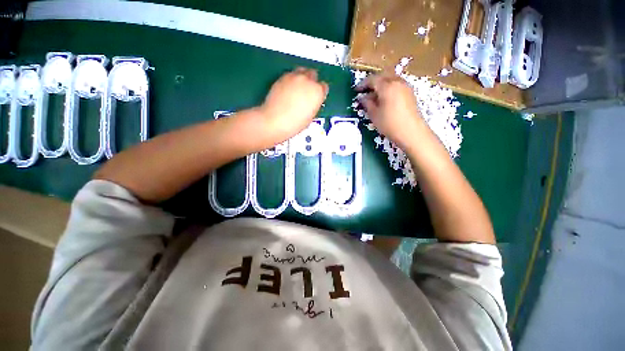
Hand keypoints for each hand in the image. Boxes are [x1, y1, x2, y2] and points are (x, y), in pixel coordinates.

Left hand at [259, 67, 328, 140]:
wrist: (276, 120)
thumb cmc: (296, 123)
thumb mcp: (311, 116)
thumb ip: (314, 104)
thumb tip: (313, 101)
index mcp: (317, 91)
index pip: (324, 87)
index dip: (320, 93)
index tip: (317, 97)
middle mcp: (307, 80)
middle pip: (313, 74)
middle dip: (312, 81)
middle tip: (307, 91)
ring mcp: (294, 76)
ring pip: (301, 71)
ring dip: (302, 77)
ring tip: (298, 88)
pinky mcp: (282, 77)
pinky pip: (290, 74)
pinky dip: (292, 80)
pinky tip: (288, 89)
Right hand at [356, 73, 423, 148]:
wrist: (411, 132)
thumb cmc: (389, 124)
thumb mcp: (374, 115)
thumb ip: (367, 103)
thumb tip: (363, 98)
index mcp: (387, 86)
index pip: (372, 79)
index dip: (363, 84)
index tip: (356, 90)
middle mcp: (397, 82)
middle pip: (383, 75)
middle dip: (373, 81)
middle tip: (365, 90)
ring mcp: (405, 86)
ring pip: (391, 79)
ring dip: (381, 84)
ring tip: (374, 95)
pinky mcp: (410, 93)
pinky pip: (397, 84)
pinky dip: (389, 88)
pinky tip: (385, 98)